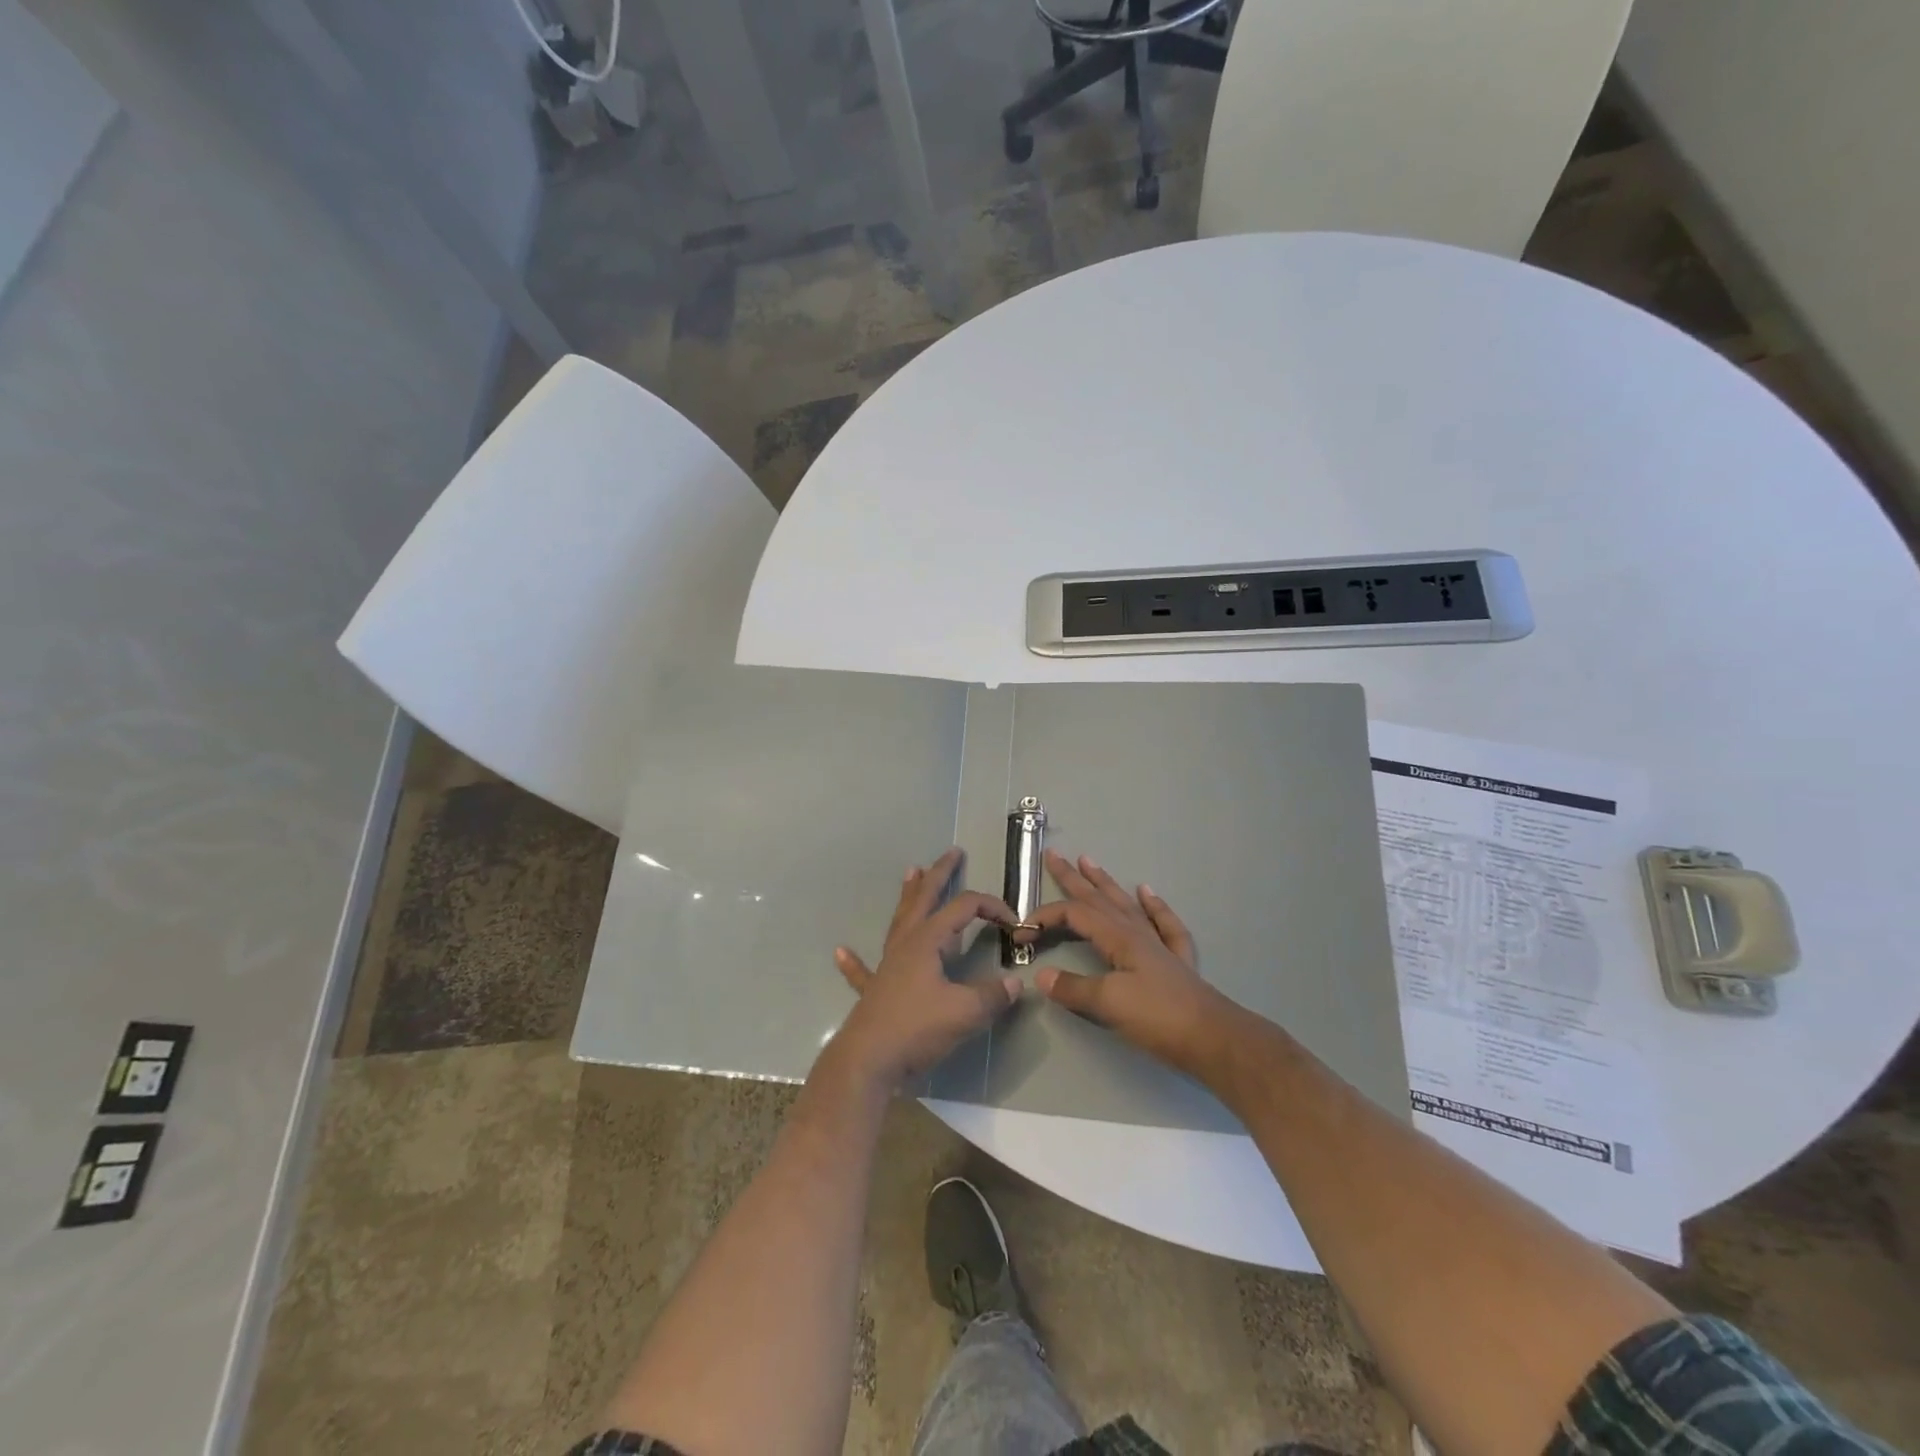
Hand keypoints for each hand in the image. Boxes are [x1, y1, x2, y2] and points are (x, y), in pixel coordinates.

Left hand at [829, 848, 1020, 1093]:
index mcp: (928, 940)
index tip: (1014, 923)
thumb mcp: (965, 1012)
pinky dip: (854, 961)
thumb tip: (1016, 984)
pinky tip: (840, 951)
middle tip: (953, 853)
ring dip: (908, 895)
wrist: (869, 1061)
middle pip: (925, 898)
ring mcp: (887, 965)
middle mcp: (906, 943)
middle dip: (941, 874)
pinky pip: (863, 970)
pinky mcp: (875, 990)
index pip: (964, 908)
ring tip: (911, 872)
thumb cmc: (917, 1028)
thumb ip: (993, 996)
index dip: (991, 907)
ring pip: (900, 920)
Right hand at [1026, 850, 1237, 1076]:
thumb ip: (1073, 988)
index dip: (1044, 918)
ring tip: (1089, 861)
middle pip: (1098, 898)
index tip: (1020, 933)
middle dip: (1072, 877)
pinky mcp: (1176, 961)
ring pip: (1125, 903)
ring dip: (1105, 882)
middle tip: (1052, 855)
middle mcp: (1137, 932)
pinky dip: (1154, 905)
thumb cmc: (1158, 1018)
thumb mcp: (1108, 1004)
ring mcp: (1158, 943)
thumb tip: (1041, 976)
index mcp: (1118, 938)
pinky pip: (1163, 922)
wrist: (1214, 1039)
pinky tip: (1147, 892)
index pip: (1074, 915)